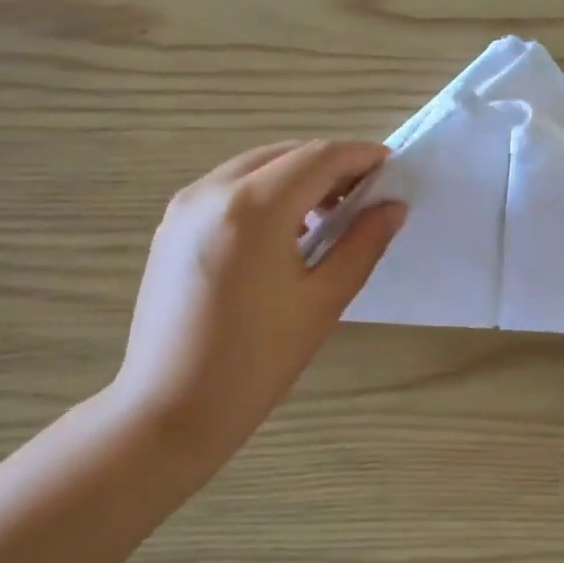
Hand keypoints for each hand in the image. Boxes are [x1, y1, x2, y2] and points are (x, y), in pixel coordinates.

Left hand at [115, 140, 404, 462]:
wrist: (174, 408)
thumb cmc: (258, 361)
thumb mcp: (323, 302)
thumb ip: (362, 245)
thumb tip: (393, 207)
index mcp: (253, 208)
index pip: (318, 157)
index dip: (360, 156)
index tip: (392, 169)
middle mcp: (211, 191)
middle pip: (284, 154)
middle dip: (329, 166)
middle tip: (365, 197)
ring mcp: (183, 207)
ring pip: (253, 168)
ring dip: (296, 178)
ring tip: (328, 217)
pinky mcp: (170, 228)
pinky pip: (227, 190)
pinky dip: (264, 195)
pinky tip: (285, 233)